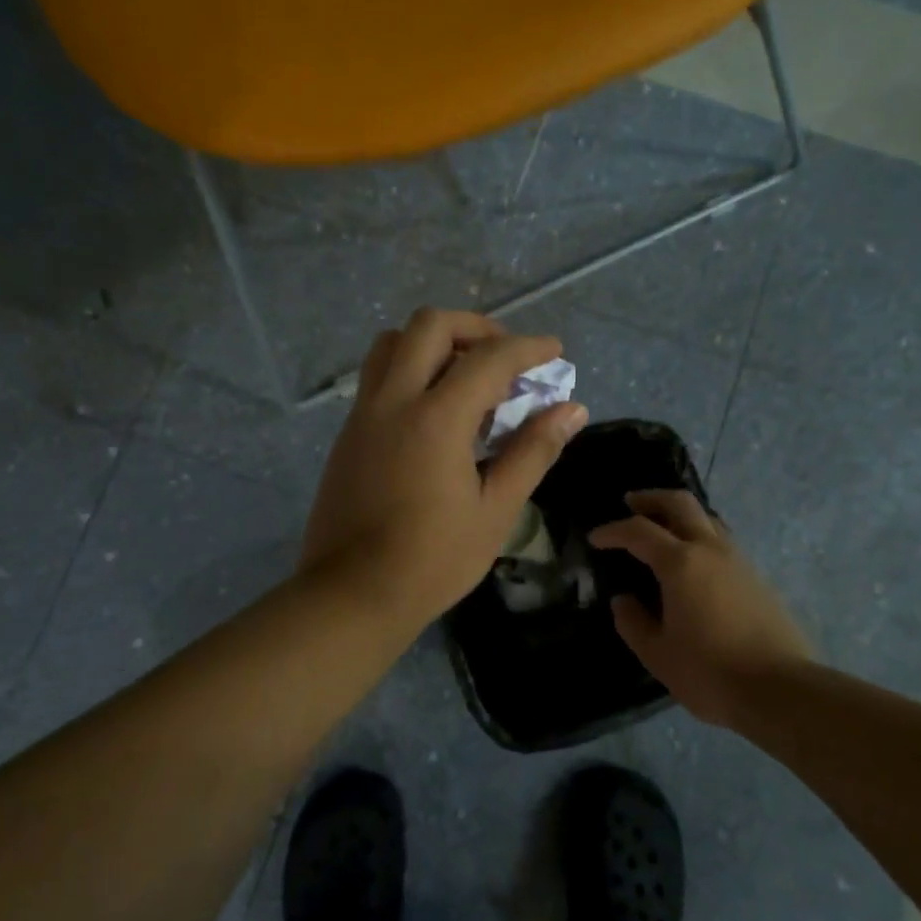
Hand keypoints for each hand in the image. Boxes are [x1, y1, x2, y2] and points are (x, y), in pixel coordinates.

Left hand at [300, 308, 587, 636]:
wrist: (351, 595)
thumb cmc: (433, 560)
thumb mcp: (496, 510)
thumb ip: (533, 451)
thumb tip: (572, 409)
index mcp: (435, 418)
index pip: (489, 358)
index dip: (528, 348)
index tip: (554, 351)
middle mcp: (393, 400)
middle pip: (430, 325)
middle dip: (476, 327)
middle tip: (506, 356)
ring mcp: (363, 413)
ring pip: (393, 342)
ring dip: (435, 342)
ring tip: (466, 374)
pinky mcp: (348, 432)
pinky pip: (378, 374)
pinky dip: (411, 368)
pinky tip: (434, 409)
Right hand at [589, 490, 816, 725]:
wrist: (781, 690)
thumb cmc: (710, 672)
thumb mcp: (657, 654)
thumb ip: (633, 623)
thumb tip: (623, 600)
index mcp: (680, 563)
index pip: (639, 531)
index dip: (613, 531)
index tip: (595, 538)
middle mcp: (710, 550)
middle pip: (680, 504)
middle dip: (651, 499)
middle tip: (631, 503)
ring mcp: (738, 560)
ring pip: (706, 518)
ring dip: (679, 514)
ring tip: (662, 529)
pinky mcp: (757, 577)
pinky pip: (722, 540)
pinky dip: (699, 535)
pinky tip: (693, 561)